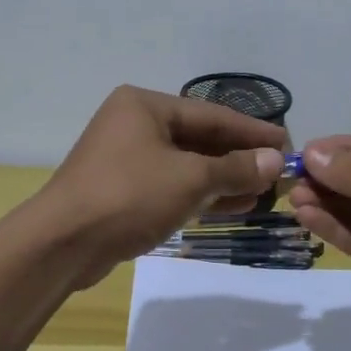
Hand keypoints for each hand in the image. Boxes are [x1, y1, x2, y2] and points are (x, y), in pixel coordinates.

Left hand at [39, 86, 286, 286]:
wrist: (63, 244)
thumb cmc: (129, 196)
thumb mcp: (190, 179)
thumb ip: (235, 168)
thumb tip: (275, 161)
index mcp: (145, 106)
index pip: (212, 114)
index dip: (252, 131)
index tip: (288, 142)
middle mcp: (134, 124)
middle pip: (200, 138)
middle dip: (239, 157)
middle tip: (278, 171)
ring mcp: (126, 158)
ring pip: (187, 164)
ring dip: (225, 179)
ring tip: (263, 192)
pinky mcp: (123, 190)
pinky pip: (172, 185)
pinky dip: (201, 194)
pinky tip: (233, 205)